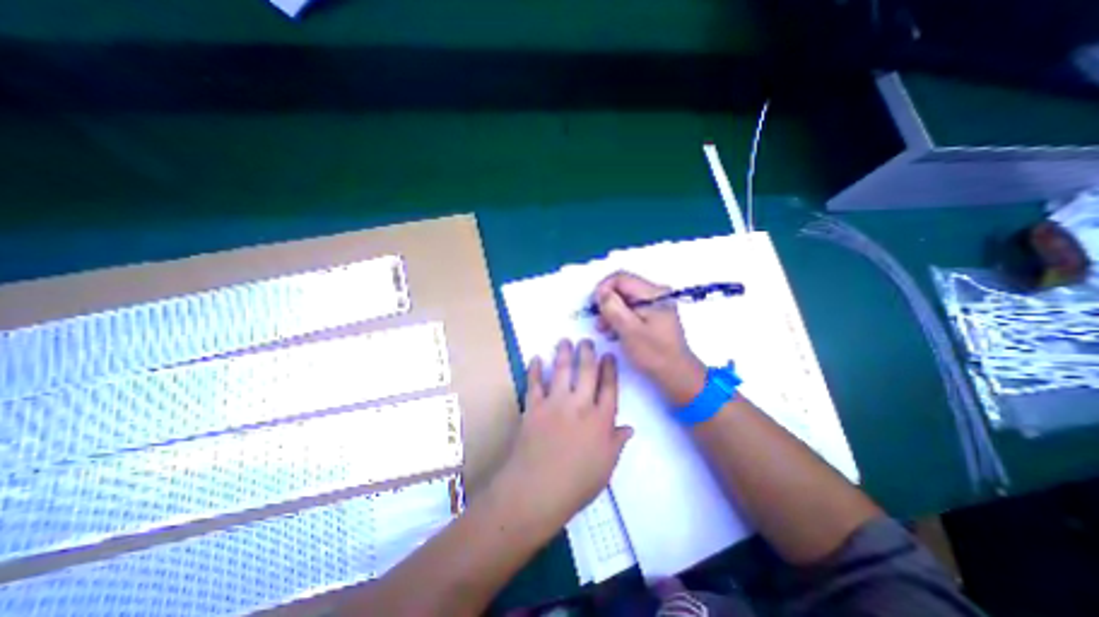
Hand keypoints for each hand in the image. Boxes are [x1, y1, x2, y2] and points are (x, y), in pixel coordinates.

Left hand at [491, 341, 636, 526]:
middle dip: (587, 352)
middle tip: (587, 340)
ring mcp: (555, 403)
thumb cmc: (576, 484)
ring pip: (561, 370)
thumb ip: (617, 443)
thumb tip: (629, 427)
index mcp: (600, 420)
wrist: (537, 490)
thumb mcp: (605, 467)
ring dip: (563, 353)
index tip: (608, 355)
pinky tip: (535, 358)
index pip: (609, 387)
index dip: (609, 369)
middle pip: (586, 371)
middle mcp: (580, 405)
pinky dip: (534, 369)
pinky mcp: (534, 406)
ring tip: (565, 340)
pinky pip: (534, 383)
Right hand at [597, 271, 708, 407]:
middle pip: (623, 287)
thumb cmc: (653, 353)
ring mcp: (657, 304)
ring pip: (626, 299)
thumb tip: (600, 291)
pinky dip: (621, 317)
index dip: (603, 289)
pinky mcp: (654, 314)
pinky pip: (632, 308)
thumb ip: (613, 307)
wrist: (677, 374)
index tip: (594, 307)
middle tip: (600, 322)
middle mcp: (656, 293)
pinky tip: (616, 332)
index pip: (621, 278)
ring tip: (605, 330)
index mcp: (653, 293)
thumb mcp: (629, 330)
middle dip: (607, 302)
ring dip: (612, 312)